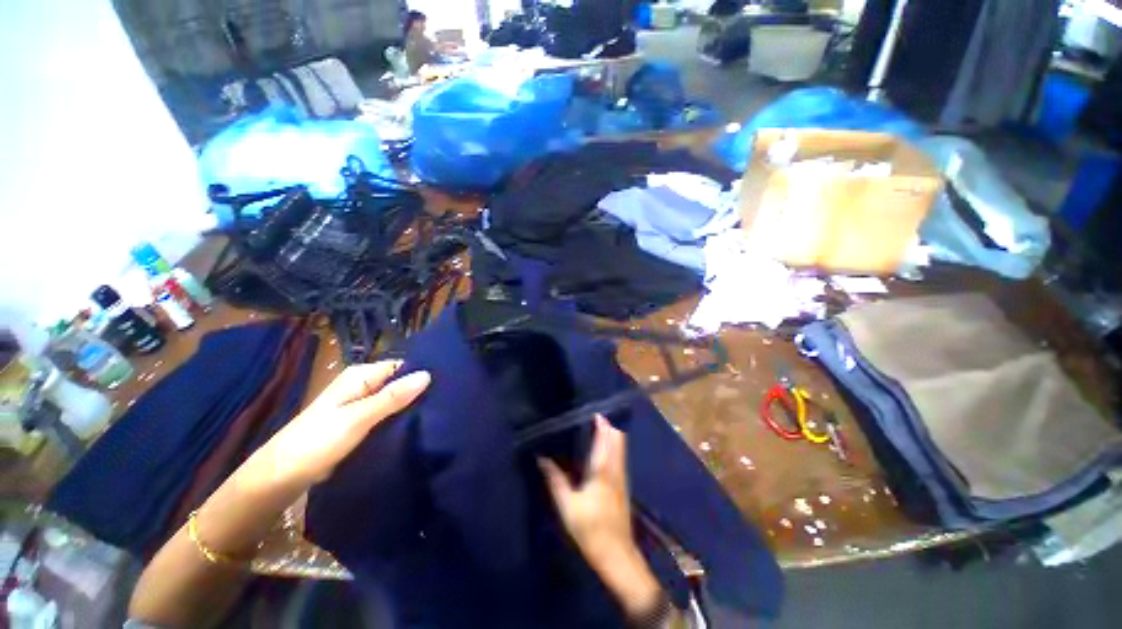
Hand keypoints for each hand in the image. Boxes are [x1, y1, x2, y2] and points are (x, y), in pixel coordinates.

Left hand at [252, 361, 430, 489]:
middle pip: (400, 382)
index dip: (422, 374)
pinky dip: (400, 417)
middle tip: (445, 402)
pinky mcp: (359, 421)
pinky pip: (387, 413)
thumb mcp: (358, 418)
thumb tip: (428, 374)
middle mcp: (362, 384)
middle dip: (419, 391)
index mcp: (361, 375)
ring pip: (395, 399)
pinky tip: (416, 425)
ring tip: (437, 414)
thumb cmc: (317, 442)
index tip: (446, 386)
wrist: (280, 477)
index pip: (402, 365)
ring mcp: (360, 403)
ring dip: (411, 406)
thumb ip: (393, 397)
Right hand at [539, 415, 633, 559]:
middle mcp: (615, 467)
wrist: (617, 554)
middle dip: (609, 424)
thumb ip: (555, 480)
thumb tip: (541, 458)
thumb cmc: (591, 529)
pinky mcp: (623, 484)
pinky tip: (603, 448)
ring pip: (621, 446)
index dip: (602, 422)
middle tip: (594, 416)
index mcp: (602, 469)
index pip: (606, 437)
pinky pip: (620, 456)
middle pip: (618, 438)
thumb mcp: (568, 506)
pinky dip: (614, 445)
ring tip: (598, 426)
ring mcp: (622, 476)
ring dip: (612, 433)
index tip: (593, 411)